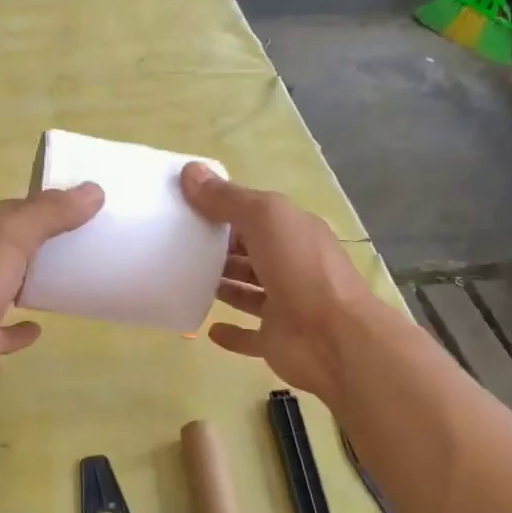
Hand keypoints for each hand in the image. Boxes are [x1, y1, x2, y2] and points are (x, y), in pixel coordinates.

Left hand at [0, 184, 104, 411]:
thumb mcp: (10, 238)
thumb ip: (49, 214)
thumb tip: (93, 191)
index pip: (6, 209)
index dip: (40, 206)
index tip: (77, 207)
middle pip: (4, 246)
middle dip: (36, 241)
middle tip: (80, 239)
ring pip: (3, 285)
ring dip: (28, 280)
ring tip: (66, 276)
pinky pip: (4, 328)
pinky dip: (21, 327)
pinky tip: (41, 327)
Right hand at [180, 163, 378, 401]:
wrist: (333, 338)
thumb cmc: (301, 269)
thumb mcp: (265, 219)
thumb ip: (228, 199)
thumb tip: (189, 171)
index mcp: (294, 233)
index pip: (256, 217)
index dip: (224, 211)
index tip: (186, 210)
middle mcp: (292, 266)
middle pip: (251, 253)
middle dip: (221, 249)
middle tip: (178, 246)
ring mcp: (285, 306)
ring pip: (248, 292)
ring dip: (224, 286)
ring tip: (186, 280)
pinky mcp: (276, 341)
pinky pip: (249, 336)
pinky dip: (231, 333)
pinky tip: (209, 329)